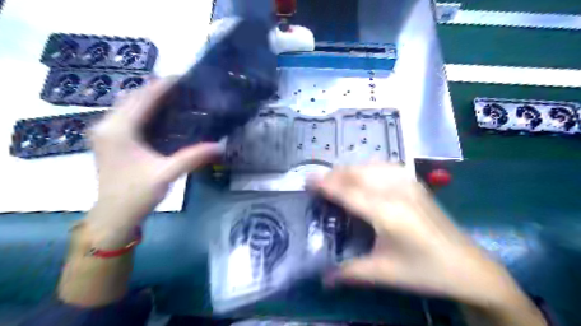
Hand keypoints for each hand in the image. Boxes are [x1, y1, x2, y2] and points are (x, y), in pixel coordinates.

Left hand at [89, 78, 221, 231]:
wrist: (113, 216)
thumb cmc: (137, 194)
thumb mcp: (167, 173)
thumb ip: (193, 157)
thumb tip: (221, 145)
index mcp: (120, 130)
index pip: (143, 99)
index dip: (162, 86)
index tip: (182, 77)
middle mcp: (107, 125)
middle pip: (132, 97)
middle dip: (155, 89)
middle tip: (182, 88)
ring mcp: (105, 132)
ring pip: (127, 105)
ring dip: (148, 98)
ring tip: (173, 96)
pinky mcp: (108, 140)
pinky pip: (126, 115)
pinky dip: (142, 110)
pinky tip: (159, 114)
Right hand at [314, 165, 527, 306]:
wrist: (468, 267)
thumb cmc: (424, 271)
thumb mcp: (383, 273)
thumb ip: (349, 273)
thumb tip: (322, 279)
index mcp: (386, 213)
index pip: (348, 192)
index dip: (325, 184)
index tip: (307, 180)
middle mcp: (396, 192)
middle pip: (357, 174)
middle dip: (334, 174)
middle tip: (318, 181)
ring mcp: (408, 184)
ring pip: (370, 166)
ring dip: (350, 169)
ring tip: (336, 178)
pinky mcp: (416, 184)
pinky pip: (386, 167)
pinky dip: (368, 167)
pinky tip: (364, 173)